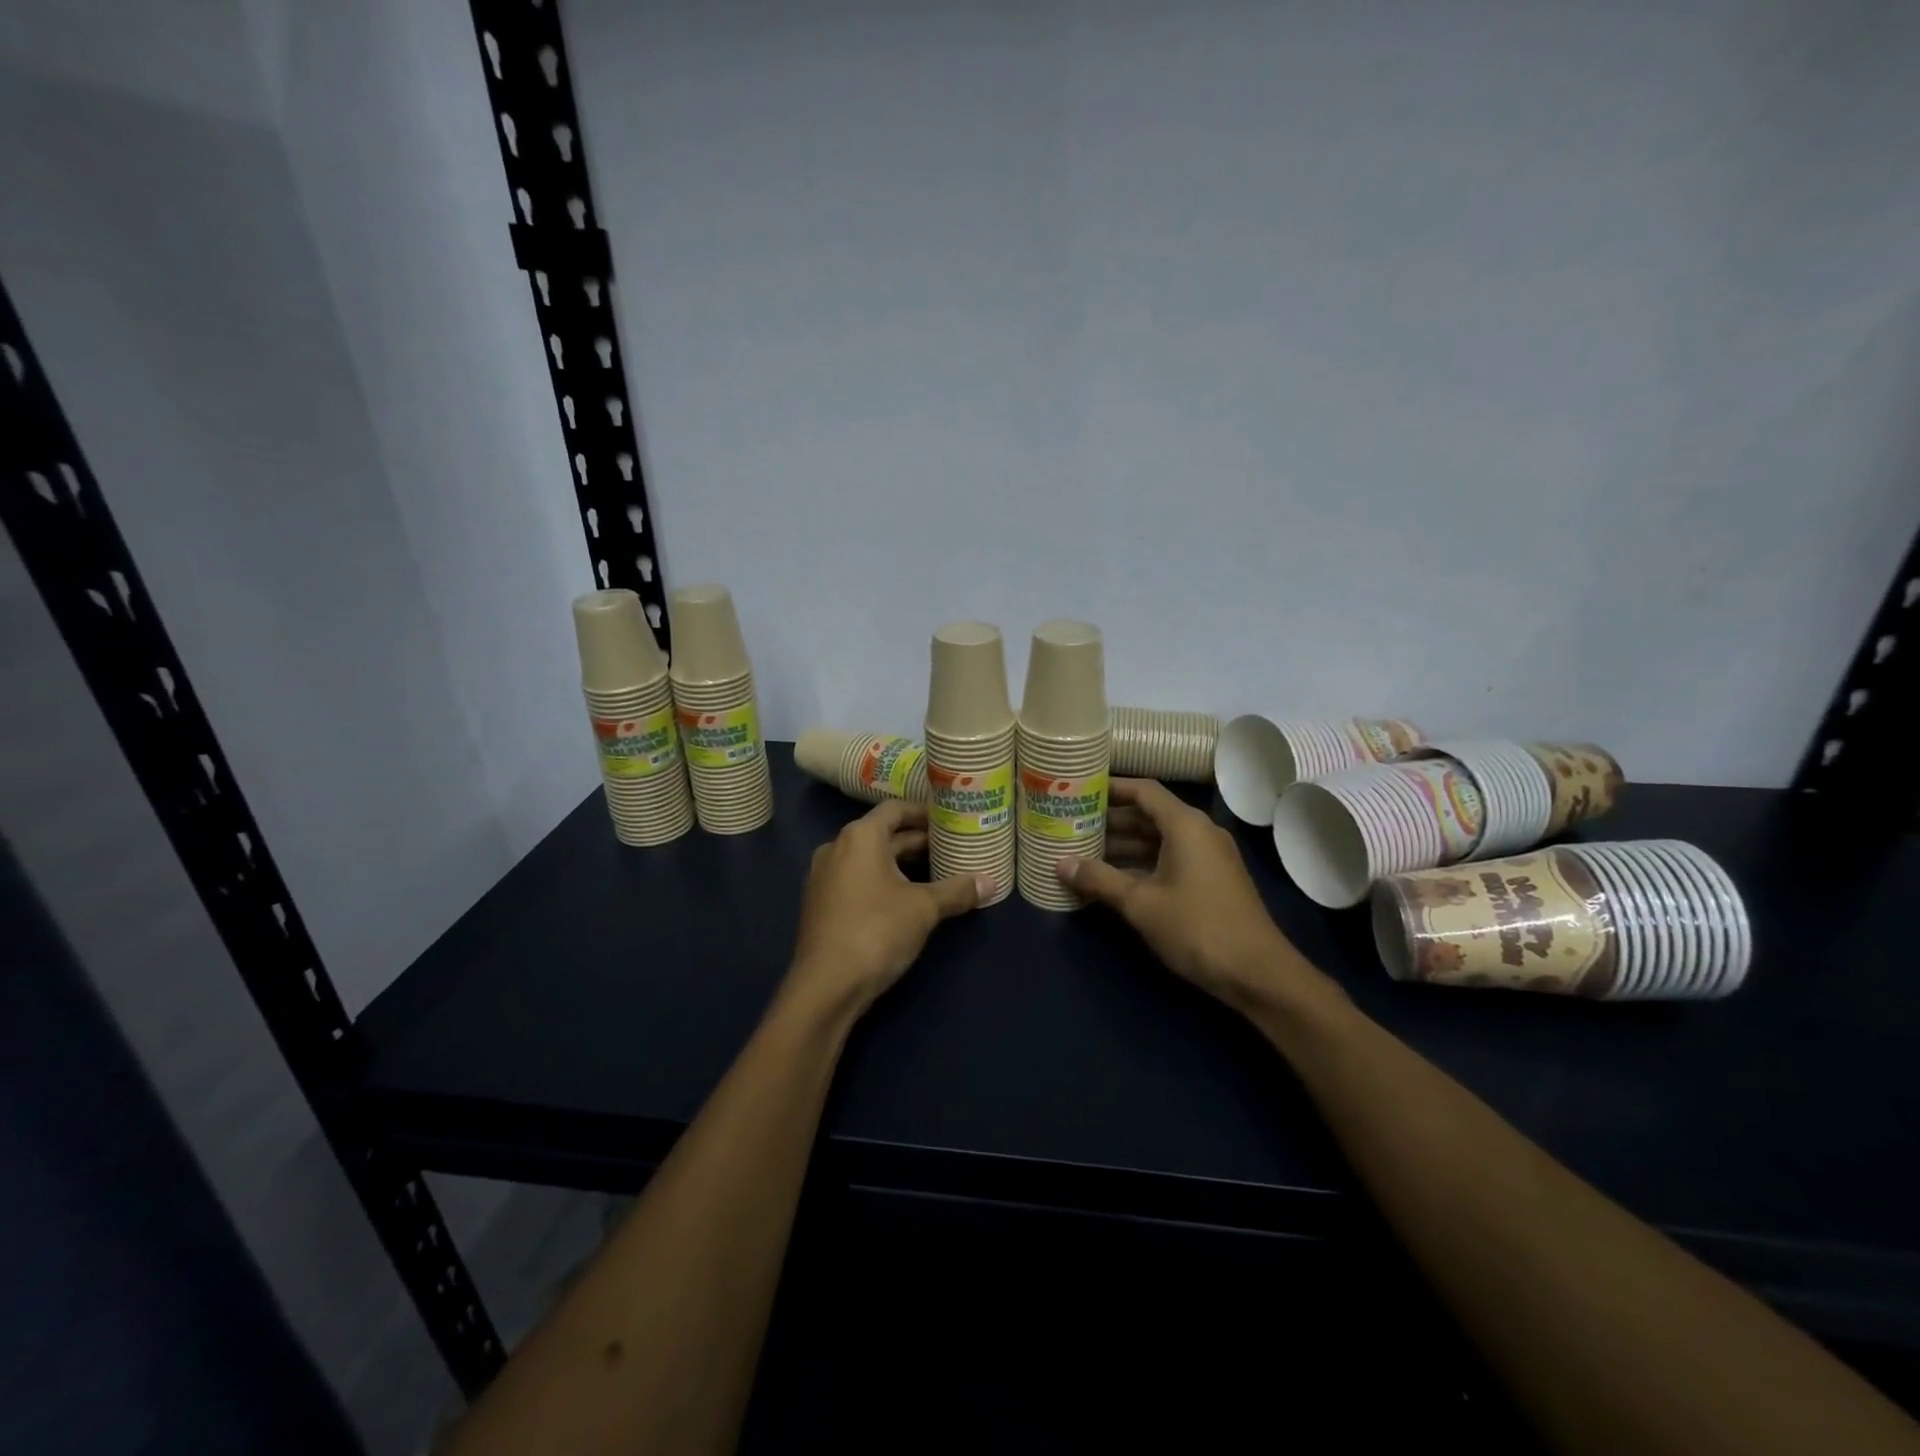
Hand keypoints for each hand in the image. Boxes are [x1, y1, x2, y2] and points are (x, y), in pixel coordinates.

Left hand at [786, 799, 991, 1016]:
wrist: (826, 986)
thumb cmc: (877, 931)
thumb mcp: (924, 909)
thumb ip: (957, 891)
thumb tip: (990, 882)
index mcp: (860, 837)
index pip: (895, 809)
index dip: (924, 813)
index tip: (950, 821)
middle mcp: (837, 847)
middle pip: (883, 834)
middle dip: (917, 842)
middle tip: (952, 849)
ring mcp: (824, 876)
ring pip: (870, 859)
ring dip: (901, 864)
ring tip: (936, 873)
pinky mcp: (822, 903)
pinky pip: (857, 879)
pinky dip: (882, 881)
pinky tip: (907, 900)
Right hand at [1059, 779, 1337, 1014]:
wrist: (1257, 974)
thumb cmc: (1197, 928)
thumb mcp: (1141, 904)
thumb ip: (1099, 879)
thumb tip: (1060, 864)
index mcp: (1185, 825)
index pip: (1143, 791)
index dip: (1110, 788)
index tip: (1078, 792)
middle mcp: (1199, 832)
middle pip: (1148, 814)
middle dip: (1110, 821)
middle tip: (1071, 826)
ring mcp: (1207, 857)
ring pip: (1157, 840)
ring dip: (1122, 846)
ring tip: (1082, 852)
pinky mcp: (1210, 880)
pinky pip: (1168, 859)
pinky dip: (1141, 864)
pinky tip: (1111, 879)